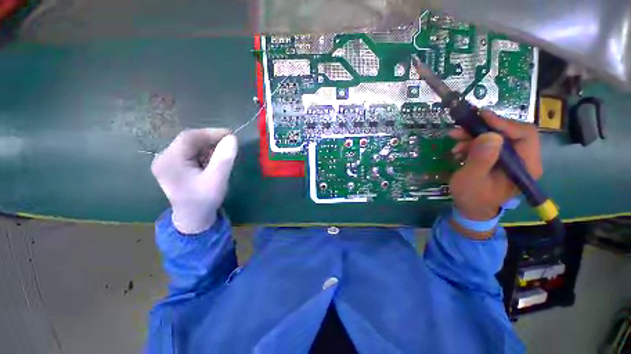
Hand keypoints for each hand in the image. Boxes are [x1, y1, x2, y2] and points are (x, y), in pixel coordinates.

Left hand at [151, 128, 237, 233]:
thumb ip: (224, 158)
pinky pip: (190, 153)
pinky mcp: (173, 166)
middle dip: (211, 141)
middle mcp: (163, 158)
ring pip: (191, 146)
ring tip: (222, 156)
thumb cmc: (204, 200)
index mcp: (169, 161)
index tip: (231, 135)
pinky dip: (204, 154)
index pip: (189, 137)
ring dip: (209, 148)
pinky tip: (213, 162)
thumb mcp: (217, 179)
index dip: (211, 133)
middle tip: (229, 145)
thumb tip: (232, 138)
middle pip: (189, 141)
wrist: (193, 218)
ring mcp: (167, 162)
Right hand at [448, 110, 541, 220]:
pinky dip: (473, 141)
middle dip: (483, 129)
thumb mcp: (472, 179)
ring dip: (474, 135)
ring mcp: (512, 158)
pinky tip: (459, 147)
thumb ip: (481, 159)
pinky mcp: (500, 158)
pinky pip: (489, 142)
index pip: (525, 135)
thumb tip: (489, 135)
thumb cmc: (472, 197)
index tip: (481, 117)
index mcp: (525, 166)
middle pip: (510, 132)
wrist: (470, 207)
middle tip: (460, 130)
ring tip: (454, 139)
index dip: (504, 123)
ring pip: (497, 136)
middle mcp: (524, 159)